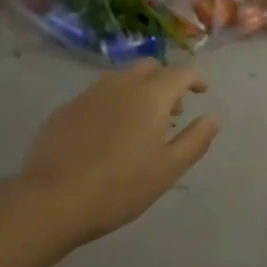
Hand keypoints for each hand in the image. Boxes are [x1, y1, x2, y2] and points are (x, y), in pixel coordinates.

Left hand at [21, 60, 220, 246]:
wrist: (53, 199)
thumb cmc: (120, 186)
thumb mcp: (168, 169)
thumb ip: (195, 140)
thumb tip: (213, 119)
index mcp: (150, 96)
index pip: (180, 72)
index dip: (195, 78)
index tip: (202, 92)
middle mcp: (120, 85)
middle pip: (149, 67)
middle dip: (165, 80)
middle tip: (172, 109)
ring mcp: (89, 94)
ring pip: (120, 78)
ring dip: (138, 89)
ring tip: (140, 121)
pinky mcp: (65, 109)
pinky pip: (97, 95)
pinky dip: (112, 103)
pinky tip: (107, 133)